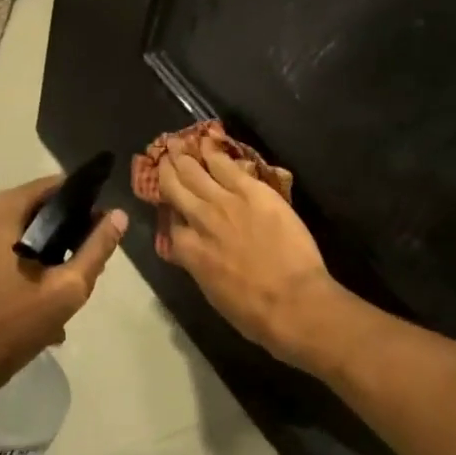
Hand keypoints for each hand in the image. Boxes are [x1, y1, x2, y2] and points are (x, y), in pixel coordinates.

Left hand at [0, 174, 127, 385]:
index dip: (85, 203)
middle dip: (67, 232)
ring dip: (49, 252)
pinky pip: (5, 247)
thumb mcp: (65, 290)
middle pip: (39, 209)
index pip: (55, 186)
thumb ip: (96, 250)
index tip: (103, 229)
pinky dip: (27, 262)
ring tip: (67, 284)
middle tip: (87, 265)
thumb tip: (119, 216)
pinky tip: (42, 296)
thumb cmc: (9, 326)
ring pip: (23, 231)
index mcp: (2, 210)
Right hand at [155, 144, 336, 358]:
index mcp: (188, 251)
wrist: (292, 302)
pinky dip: (213, 153)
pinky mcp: (252, 191)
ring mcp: (225, 202)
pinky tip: (206, 141)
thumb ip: (201, 266)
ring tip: (175, 143)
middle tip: (162, 156)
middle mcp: (199, 220)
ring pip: (196, 172)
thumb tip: (199, 254)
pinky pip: (227, 165)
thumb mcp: (214, 294)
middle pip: (176, 188)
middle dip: (167, 170)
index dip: (170, 212)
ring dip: (183, 156)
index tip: (170, 205)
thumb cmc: (254, 313)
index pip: (171, 224)